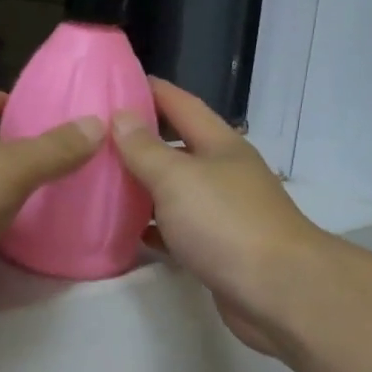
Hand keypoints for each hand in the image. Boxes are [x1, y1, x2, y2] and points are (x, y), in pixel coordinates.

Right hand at [111, 79, 327, 354]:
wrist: (276, 291)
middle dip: (141, 141)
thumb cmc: (226, 223)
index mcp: (221, 145)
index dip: (151, 90)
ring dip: (143, 188)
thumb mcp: (177, 178)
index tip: (114, 81)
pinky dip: (153, 229)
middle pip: (178, 149)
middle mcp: (224, 174)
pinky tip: (124, 232)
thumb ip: (146, 149)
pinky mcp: (217, 251)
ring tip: (100, 183)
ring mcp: (223, 214)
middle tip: (95, 137)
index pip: (182, 105)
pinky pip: (177, 231)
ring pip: (176, 192)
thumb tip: (120, 115)